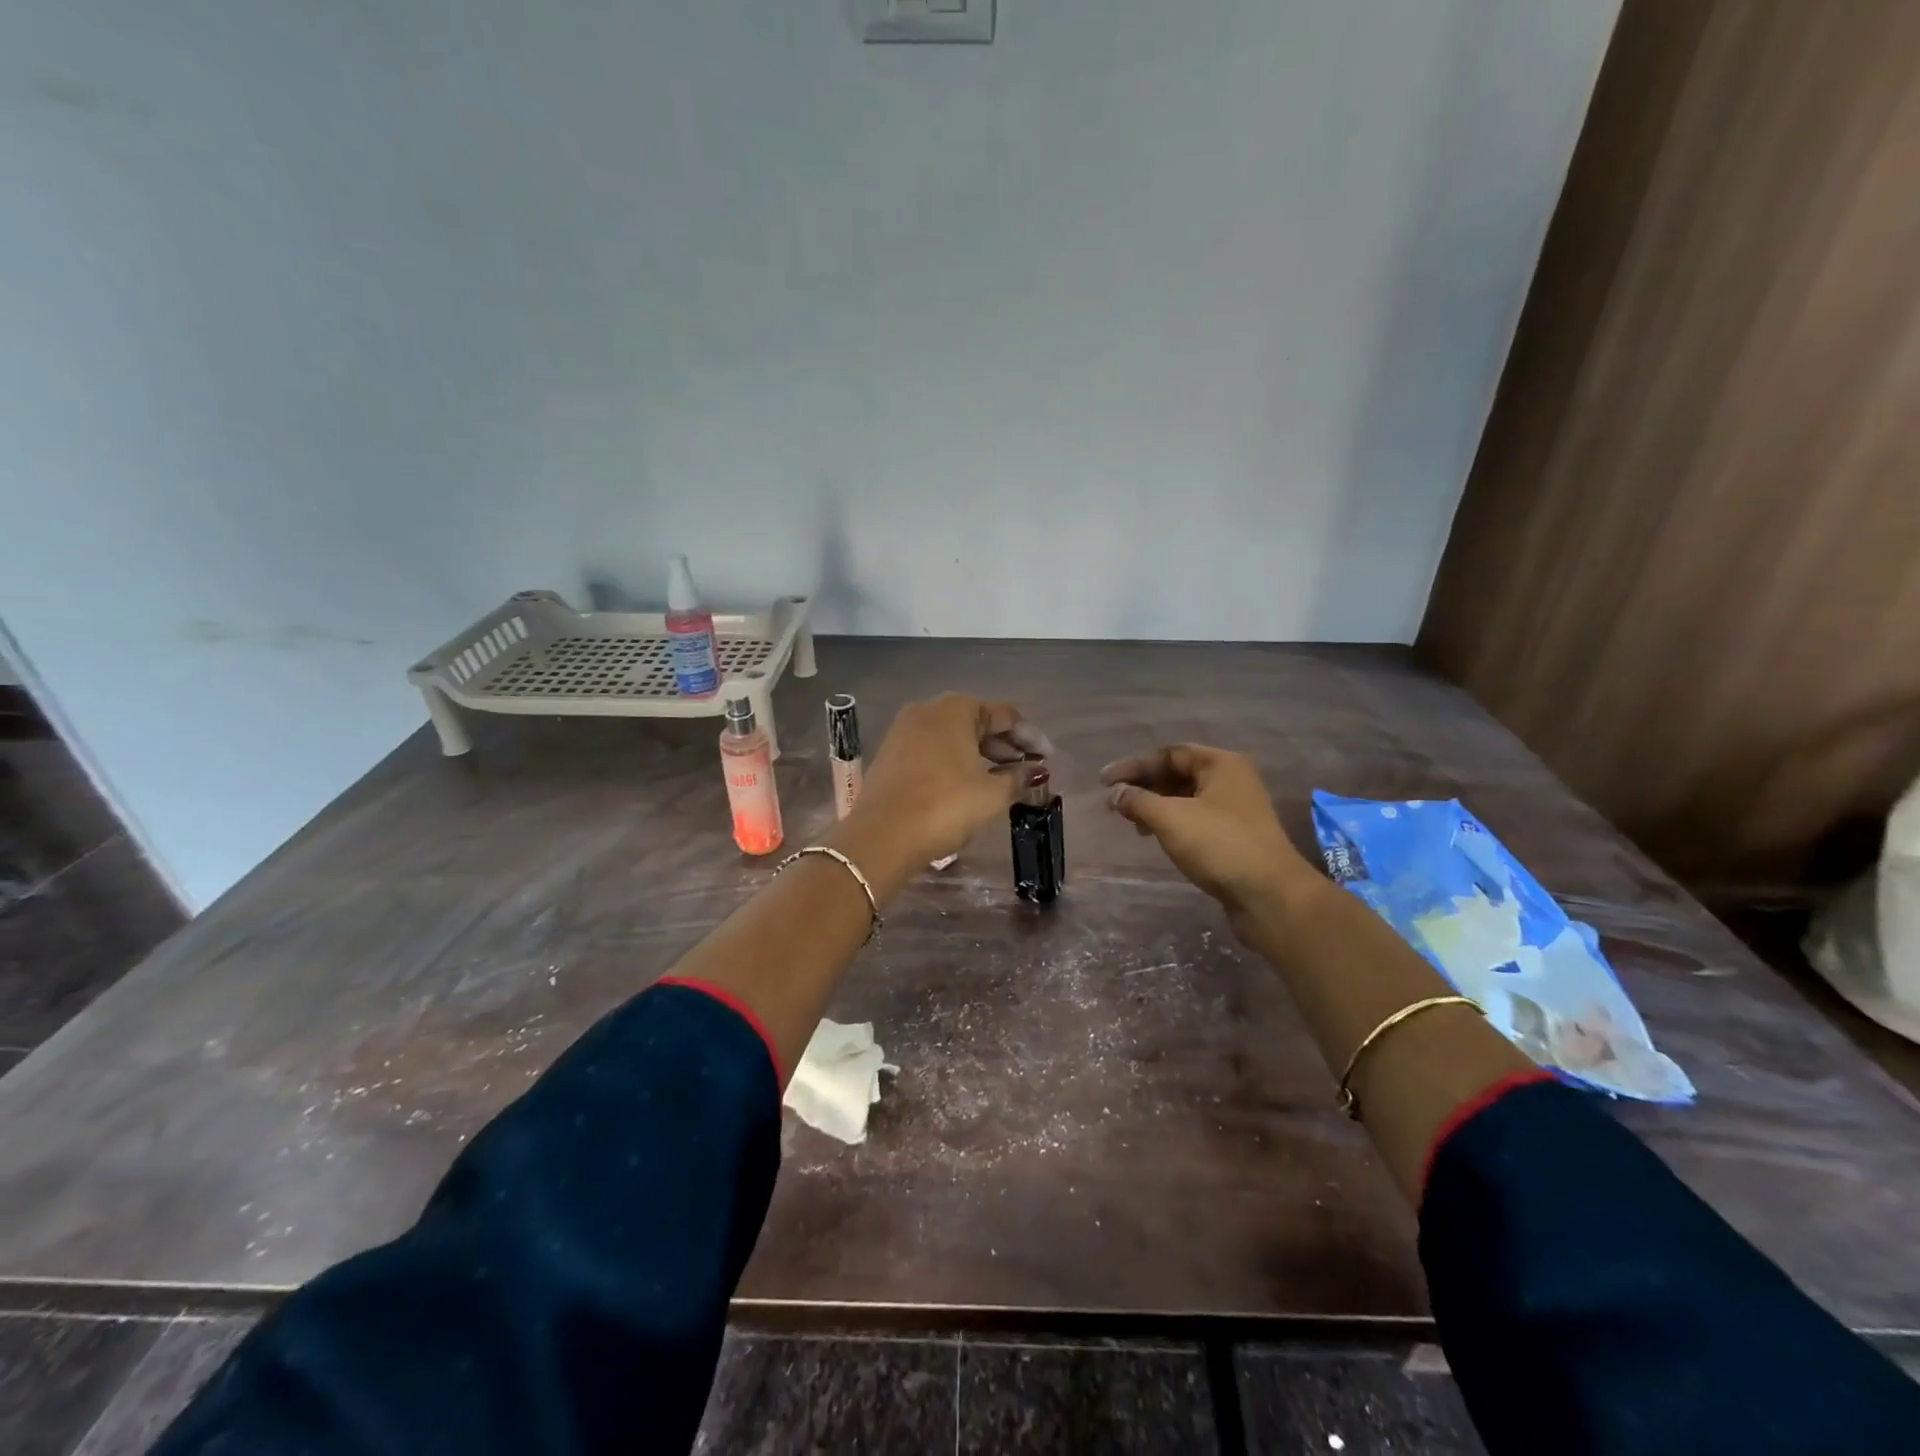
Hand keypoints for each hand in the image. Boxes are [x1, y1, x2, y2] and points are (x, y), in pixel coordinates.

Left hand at [849, 693, 1051, 868]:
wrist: (882, 835)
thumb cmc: (945, 806)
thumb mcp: (992, 794)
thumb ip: (1017, 777)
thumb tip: (1035, 771)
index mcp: (956, 709)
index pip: (1005, 715)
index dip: (1030, 736)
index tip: (1048, 758)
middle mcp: (928, 710)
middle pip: (977, 720)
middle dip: (1004, 744)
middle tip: (1026, 767)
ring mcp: (904, 730)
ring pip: (953, 735)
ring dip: (980, 753)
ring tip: (1001, 777)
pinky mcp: (891, 753)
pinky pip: (933, 749)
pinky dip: (955, 760)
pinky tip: (968, 782)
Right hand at [1101, 745, 1316, 923]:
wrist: (1269, 896)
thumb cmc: (1219, 845)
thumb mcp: (1170, 818)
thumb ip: (1138, 801)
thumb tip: (1116, 793)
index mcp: (1221, 764)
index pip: (1169, 754)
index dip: (1133, 766)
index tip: (1103, 782)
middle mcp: (1232, 780)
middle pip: (1178, 774)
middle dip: (1144, 786)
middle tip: (1114, 802)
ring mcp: (1236, 809)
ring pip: (1186, 798)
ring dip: (1156, 806)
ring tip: (1131, 823)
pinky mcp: (1236, 836)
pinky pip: (1196, 819)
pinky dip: (1172, 823)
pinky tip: (1156, 837)